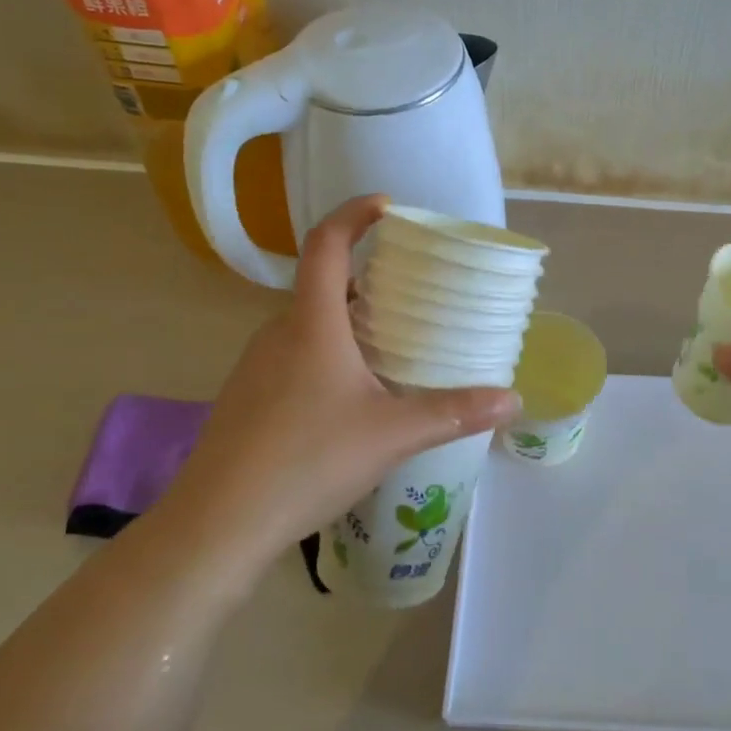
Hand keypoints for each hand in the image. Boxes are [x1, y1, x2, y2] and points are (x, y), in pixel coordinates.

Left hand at [163, 195, 519, 566]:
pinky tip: (353, 395)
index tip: (388, 207)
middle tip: (412, 292)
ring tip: (392, 343)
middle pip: (322, 284)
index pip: (327, 243)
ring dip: (347, 319)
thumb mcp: (392, 434)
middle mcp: (279, 332)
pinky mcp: (248, 397)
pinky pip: (295, 354)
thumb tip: (513, 400)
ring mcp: (257, 366)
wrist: (218, 523)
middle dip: (366, 278)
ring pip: (309, 324)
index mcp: (312, 323)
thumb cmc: (307, 460)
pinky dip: (328, 353)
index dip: (354, 214)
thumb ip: (454, 412)